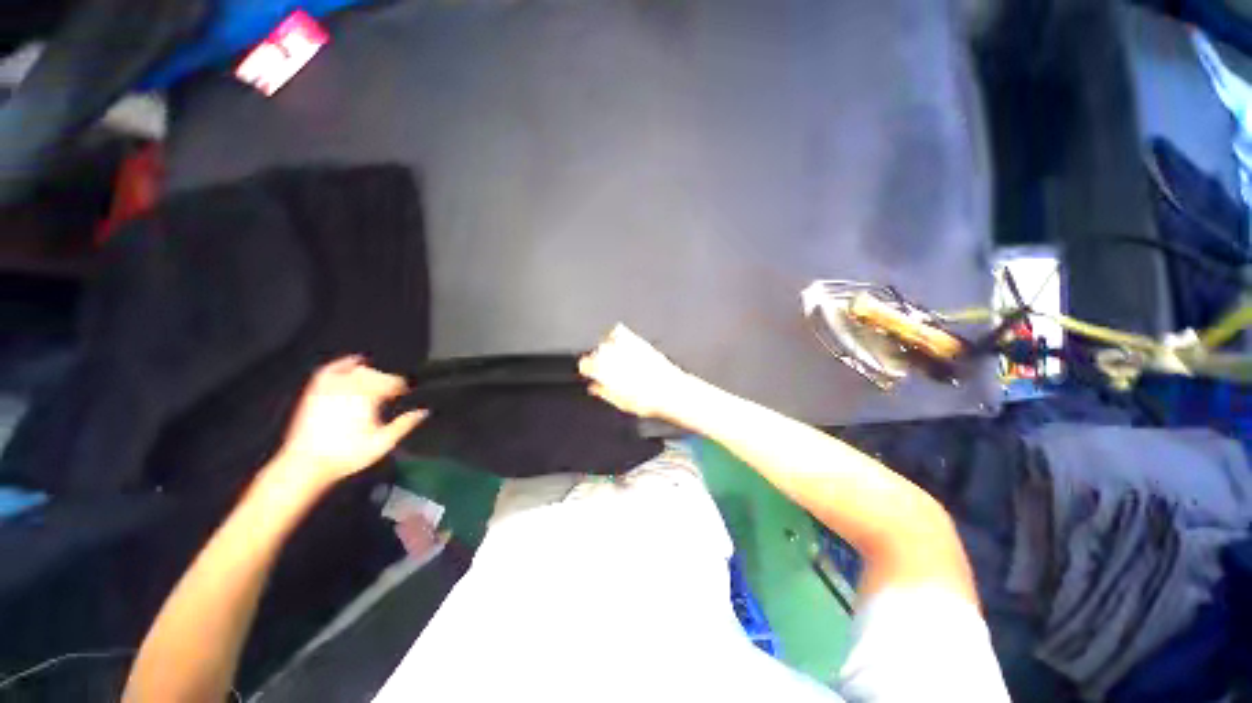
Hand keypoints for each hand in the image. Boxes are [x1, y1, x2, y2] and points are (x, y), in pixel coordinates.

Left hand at [275, 356, 425, 489]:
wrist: (306, 464)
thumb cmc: (347, 454)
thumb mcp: (382, 443)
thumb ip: (404, 425)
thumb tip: (424, 411)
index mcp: (367, 398)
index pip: (392, 382)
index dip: (402, 387)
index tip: (406, 393)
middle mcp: (349, 388)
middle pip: (375, 374)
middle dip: (387, 381)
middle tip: (394, 391)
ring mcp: (330, 388)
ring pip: (356, 370)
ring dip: (370, 373)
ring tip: (377, 382)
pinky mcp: (315, 391)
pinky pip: (331, 369)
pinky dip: (344, 363)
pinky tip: (354, 362)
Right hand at [578, 324, 690, 418]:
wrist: (670, 390)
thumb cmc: (647, 399)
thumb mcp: (621, 402)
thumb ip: (604, 392)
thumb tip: (594, 387)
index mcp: (604, 371)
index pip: (585, 364)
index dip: (587, 369)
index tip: (591, 373)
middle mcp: (612, 355)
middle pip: (596, 352)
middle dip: (599, 360)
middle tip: (606, 369)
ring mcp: (624, 346)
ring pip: (606, 341)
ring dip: (607, 349)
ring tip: (614, 357)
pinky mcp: (637, 340)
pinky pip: (619, 331)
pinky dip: (617, 335)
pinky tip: (621, 343)